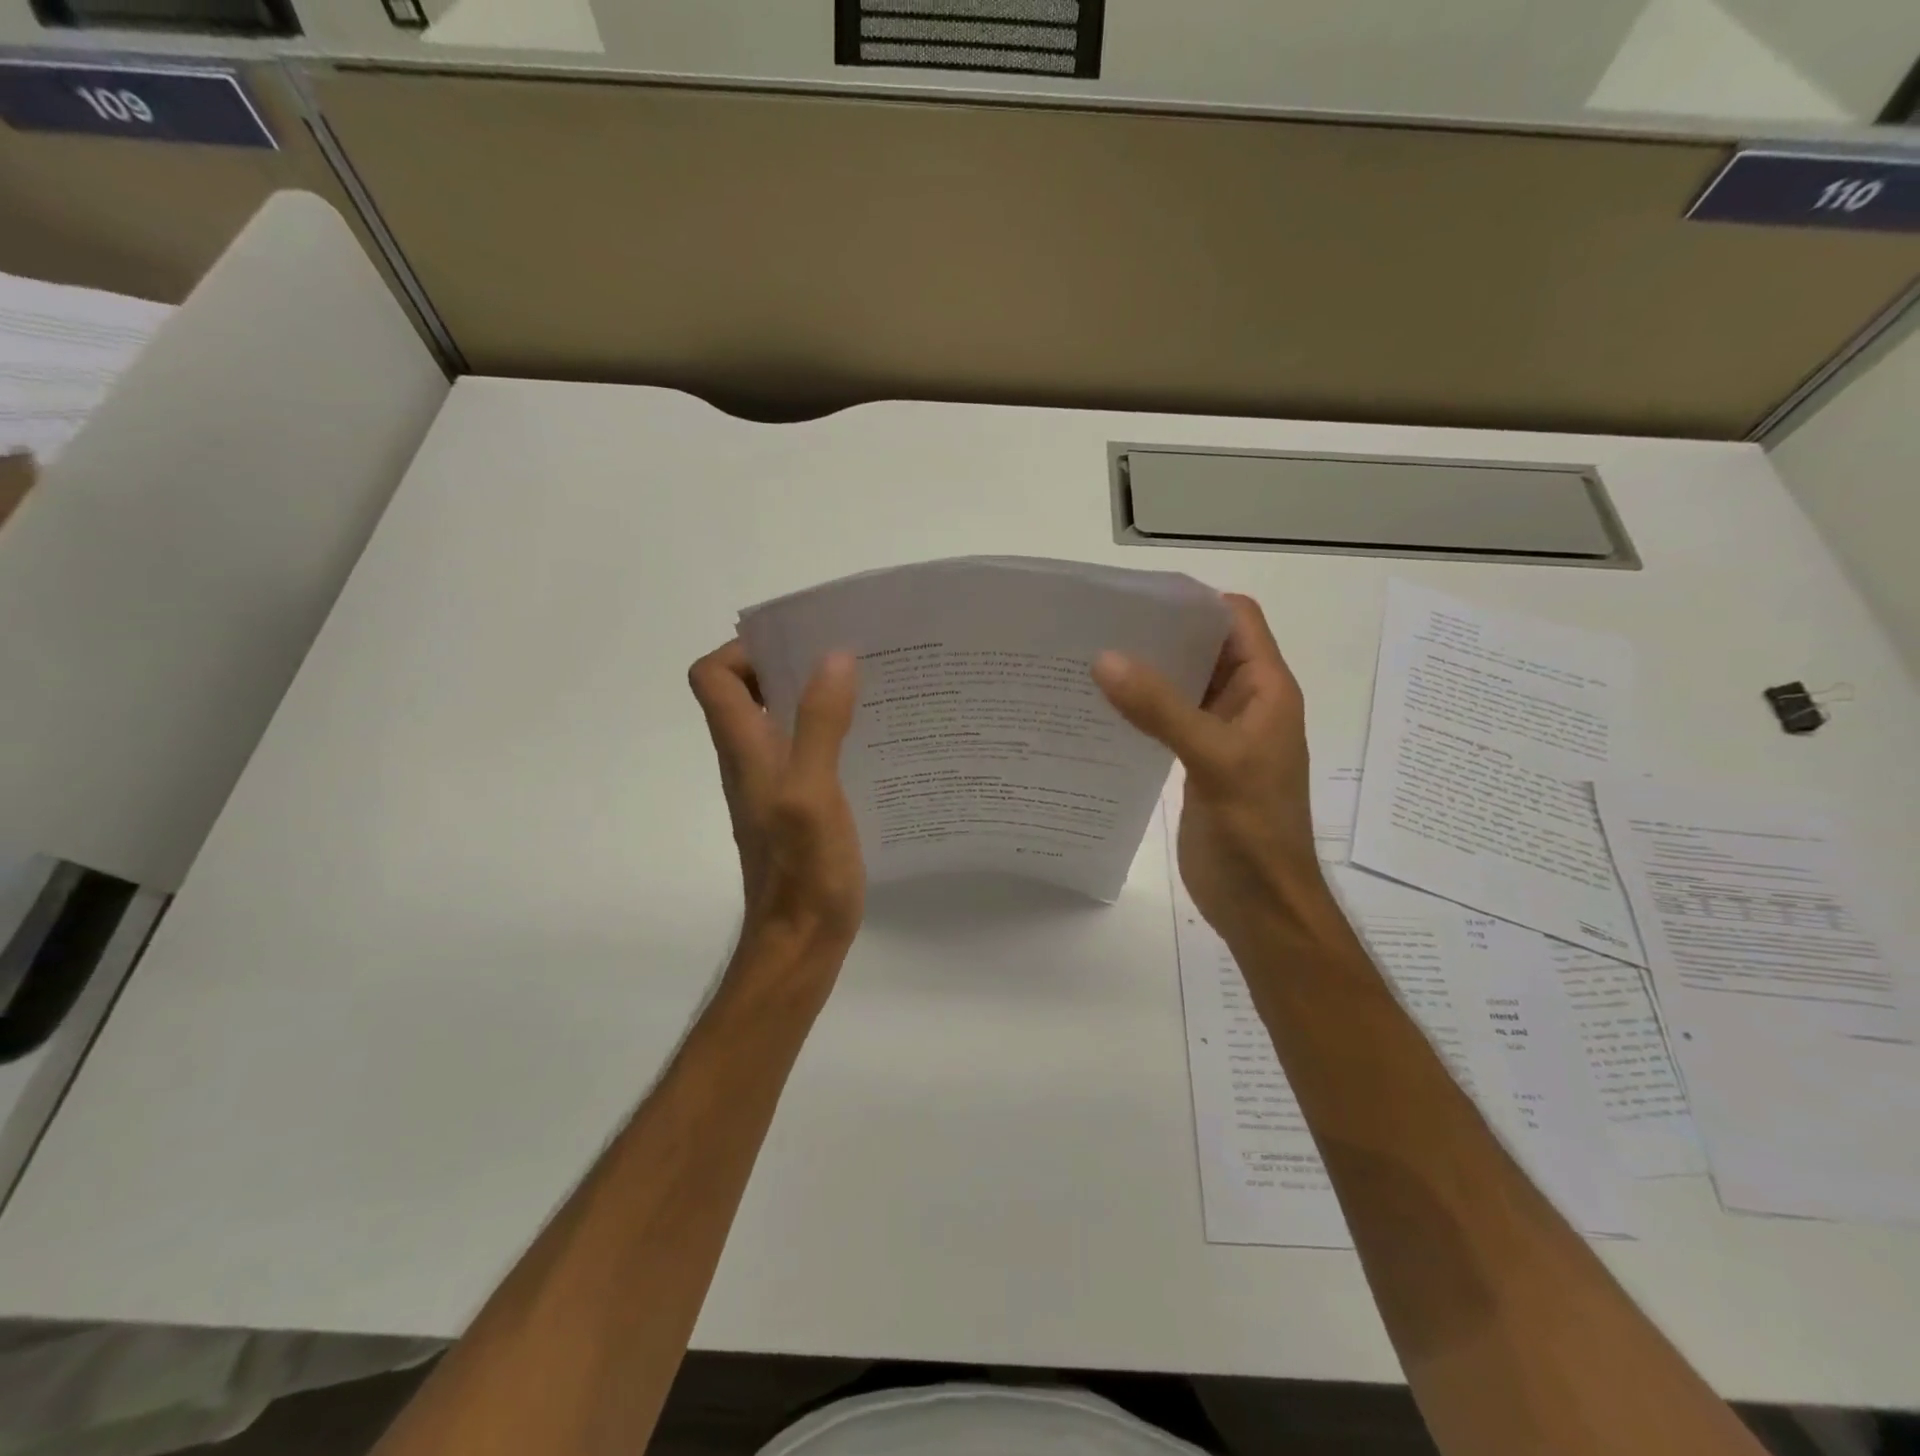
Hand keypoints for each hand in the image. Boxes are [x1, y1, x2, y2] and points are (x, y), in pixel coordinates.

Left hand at [688, 641, 864, 958]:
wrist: (799, 945)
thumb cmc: (803, 872)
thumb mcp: (812, 793)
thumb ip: (820, 726)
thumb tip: (833, 657)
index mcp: (744, 750)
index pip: (712, 677)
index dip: (743, 651)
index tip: (796, 645)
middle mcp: (750, 761)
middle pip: (747, 693)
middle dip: (788, 664)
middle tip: (845, 657)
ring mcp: (773, 786)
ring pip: (780, 722)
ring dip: (812, 698)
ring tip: (866, 690)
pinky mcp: (796, 808)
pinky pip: (805, 753)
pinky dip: (829, 734)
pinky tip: (870, 742)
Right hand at [1092, 594, 1328, 944]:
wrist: (1262, 906)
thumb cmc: (1254, 832)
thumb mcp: (1214, 760)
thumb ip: (1161, 709)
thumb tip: (1104, 659)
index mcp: (1265, 690)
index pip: (1236, 620)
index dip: (1194, 602)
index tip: (1135, 598)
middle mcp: (1245, 704)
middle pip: (1203, 649)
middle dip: (1158, 634)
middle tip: (1096, 626)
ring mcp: (1219, 735)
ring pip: (1181, 686)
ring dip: (1145, 674)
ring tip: (1089, 662)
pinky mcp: (1197, 763)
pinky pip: (1167, 722)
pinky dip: (1140, 711)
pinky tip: (1101, 711)